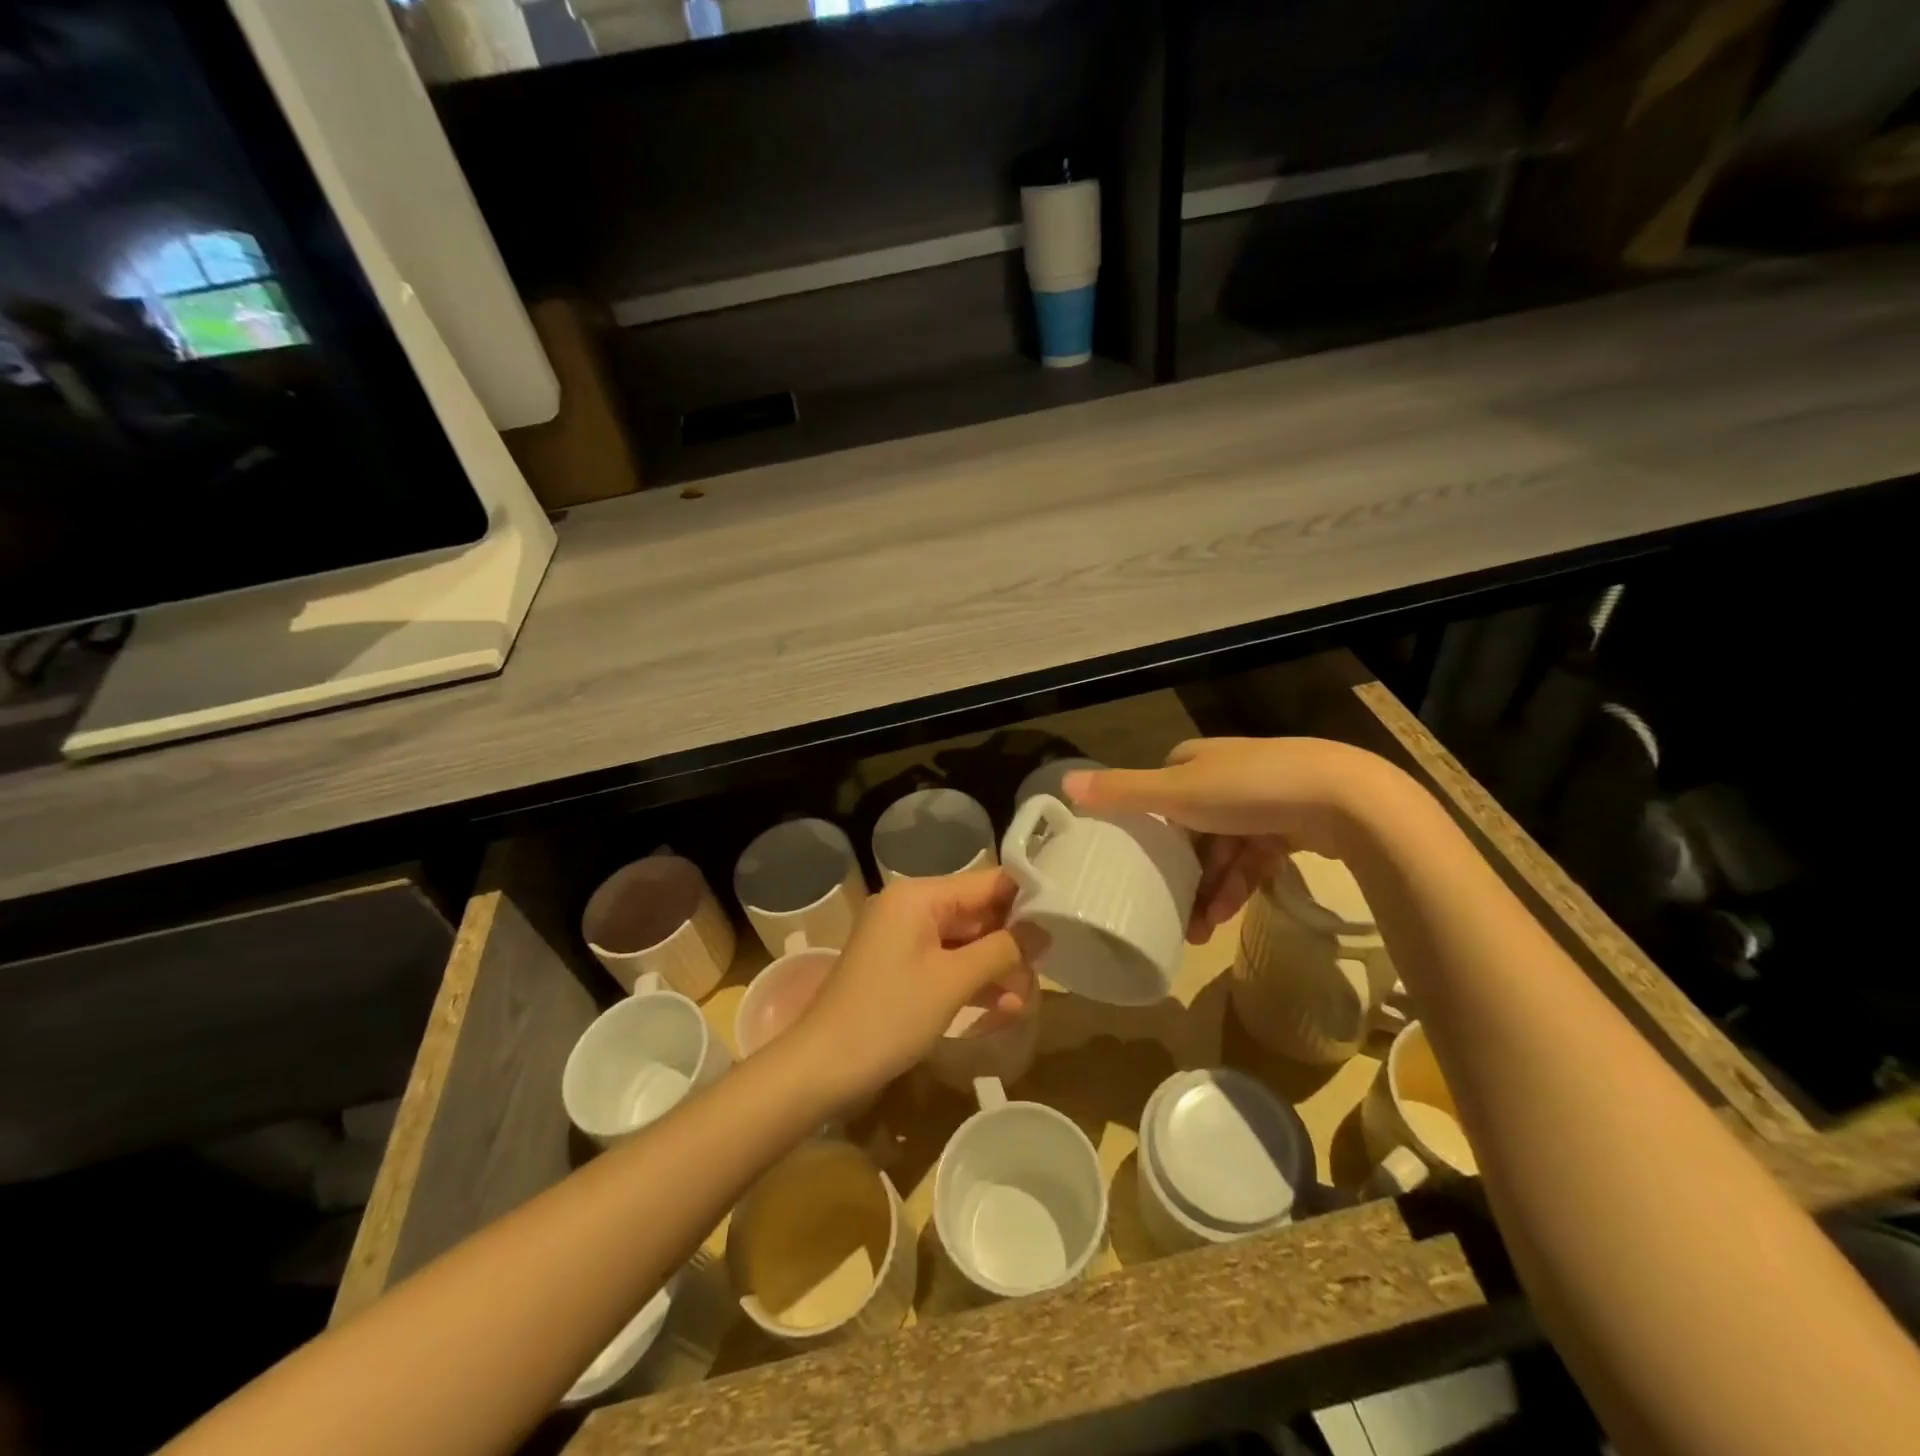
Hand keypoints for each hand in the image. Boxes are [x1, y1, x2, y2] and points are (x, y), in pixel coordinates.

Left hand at [792, 869, 1032, 1100]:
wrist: (822, 1066)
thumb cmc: (889, 1014)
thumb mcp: (953, 981)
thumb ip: (1002, 950)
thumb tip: (1043, 929)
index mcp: (919, 895)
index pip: (986, 883)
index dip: (1025, 901)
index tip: (1062, 922)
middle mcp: (911, 907)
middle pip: (976, 914)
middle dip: (1011, 945)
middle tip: (1045, 975)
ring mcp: (903, 938)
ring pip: (964, 943)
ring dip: (995, 969)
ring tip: (1025, 1003)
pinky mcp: (900, 967)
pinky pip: (945, 963)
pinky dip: (971, 982)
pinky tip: (1001, 1010)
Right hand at [1063, 736, 1398, 942]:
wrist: (1344, 800)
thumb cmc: (1248, 790)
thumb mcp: (1176, 792)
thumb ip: (1122, 791)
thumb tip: (1063, 783)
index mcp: (1197, 761)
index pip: (1161, 789)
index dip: (1148, 823)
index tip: (1137, 861)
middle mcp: (1228, 774)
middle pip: (1193, 826)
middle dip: (1182, 871)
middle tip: (1168, 911)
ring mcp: (1265, 800)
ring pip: (1224, 849)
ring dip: (1209, 889)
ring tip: (1198, 932)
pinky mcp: (1295, 824)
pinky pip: (1255, 859)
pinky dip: (1239, 886)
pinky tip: (1227, 916)